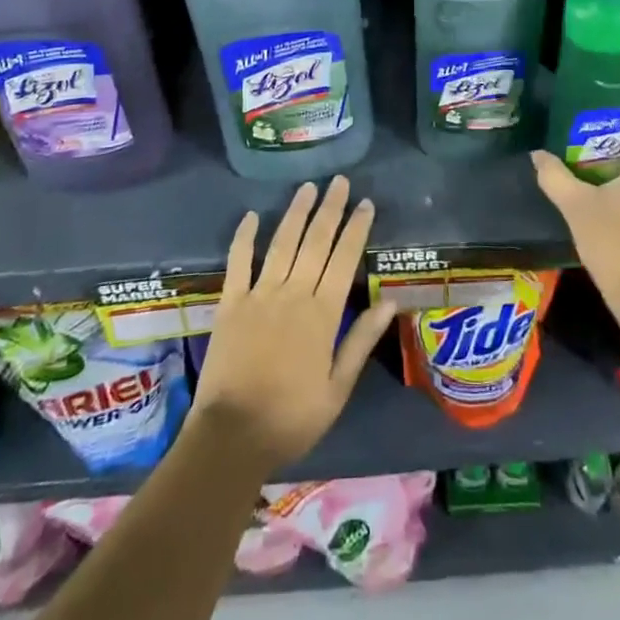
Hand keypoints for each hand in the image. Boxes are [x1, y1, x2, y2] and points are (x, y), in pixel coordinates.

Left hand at [189, 176, 396, 473]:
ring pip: (282, 243)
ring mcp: (259, 295)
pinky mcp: (230, 303)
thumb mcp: (337, 389)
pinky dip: (244, 237)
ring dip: (296, 213)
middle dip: (330, 209)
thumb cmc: (291, 418)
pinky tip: (252, 215)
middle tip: (339, 181)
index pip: (345, 259)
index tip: (366, 203)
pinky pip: (238, 262)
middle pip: (316, 242)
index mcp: (322, 314)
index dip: (356, 228)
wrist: (231, 437)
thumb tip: (389, 301)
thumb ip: (360, 341)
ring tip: (308, 188)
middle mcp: (293, 294)